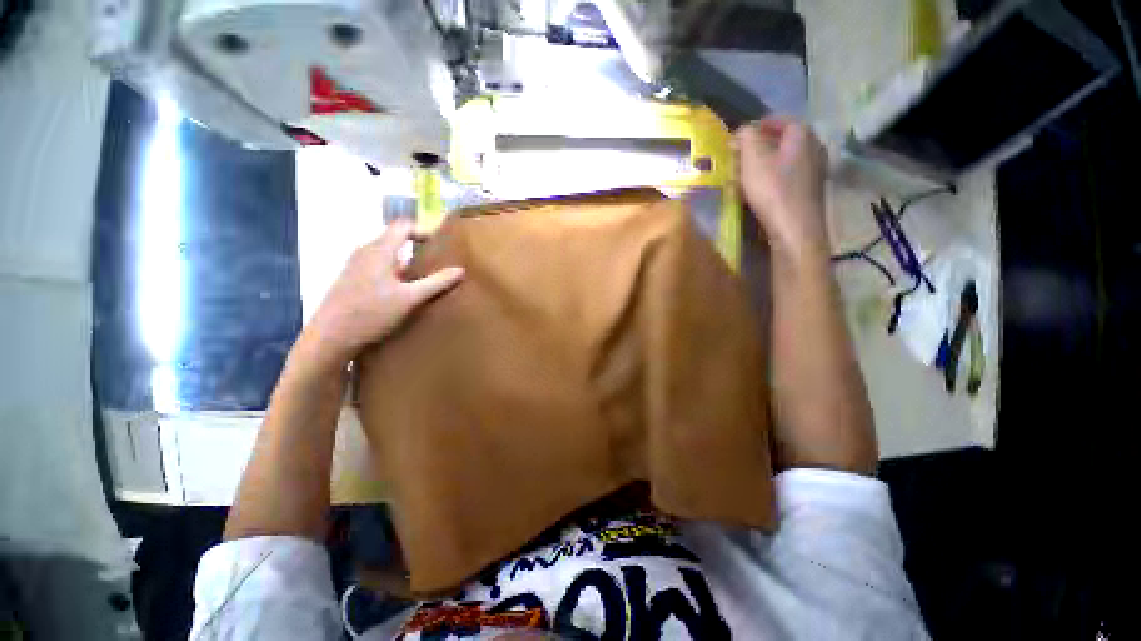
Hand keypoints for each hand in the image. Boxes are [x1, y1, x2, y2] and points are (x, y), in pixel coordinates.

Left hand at [304, 220, 463, 366]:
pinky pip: (378, 266)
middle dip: (417, 247)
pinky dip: (394, 271)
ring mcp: (355, 265)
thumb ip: (437, 283)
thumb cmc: (372, 313)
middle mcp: (365, 251)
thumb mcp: (410, 299)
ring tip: (424, 277)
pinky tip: (402, 291)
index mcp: (379, 250)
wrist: (331, 337)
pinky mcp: (351, 279)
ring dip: (406, 262)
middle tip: (437, 262)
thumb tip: (460, 270)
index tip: (441, 244)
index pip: (403, 226)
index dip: (424, 231)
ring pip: (387, 254)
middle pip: (395, 239)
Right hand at [736, 118, 829, 261]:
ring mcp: (816, 169)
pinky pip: (789, 176)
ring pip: (786, 159)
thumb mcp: (752, 159)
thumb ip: (746, 137)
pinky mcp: (811, 190)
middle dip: (760, 146)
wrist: (795, 229)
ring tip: (747, 176)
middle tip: (740, 157)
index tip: (739, 138)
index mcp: (802, 133)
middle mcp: (814, 146)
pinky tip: (761, 191)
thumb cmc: (772, 190)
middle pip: (783, 140)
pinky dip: (774, 178)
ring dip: (766, 164)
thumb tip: (744, 130)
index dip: (757, 126)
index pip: (778, 119)